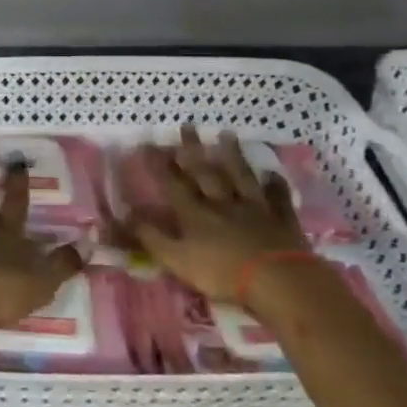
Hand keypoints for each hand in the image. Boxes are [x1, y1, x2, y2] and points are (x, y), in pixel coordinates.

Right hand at [117, 126, 312, 305]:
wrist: (277, 281)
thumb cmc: (222, 273)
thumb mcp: (176, 260)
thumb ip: (150, 237)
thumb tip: (125, 214)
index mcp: (195, 214)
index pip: (173, 183)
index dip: (159, 164)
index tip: (149, 144)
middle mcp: (222, 203)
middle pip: (205, 172)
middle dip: (193, 149)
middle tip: (187, 125)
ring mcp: (254, 208)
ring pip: (241, 176)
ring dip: (233, 155)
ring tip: (226, 134)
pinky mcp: (281, 219)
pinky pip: (278, 197)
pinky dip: (275, 184)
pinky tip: (273, 172)